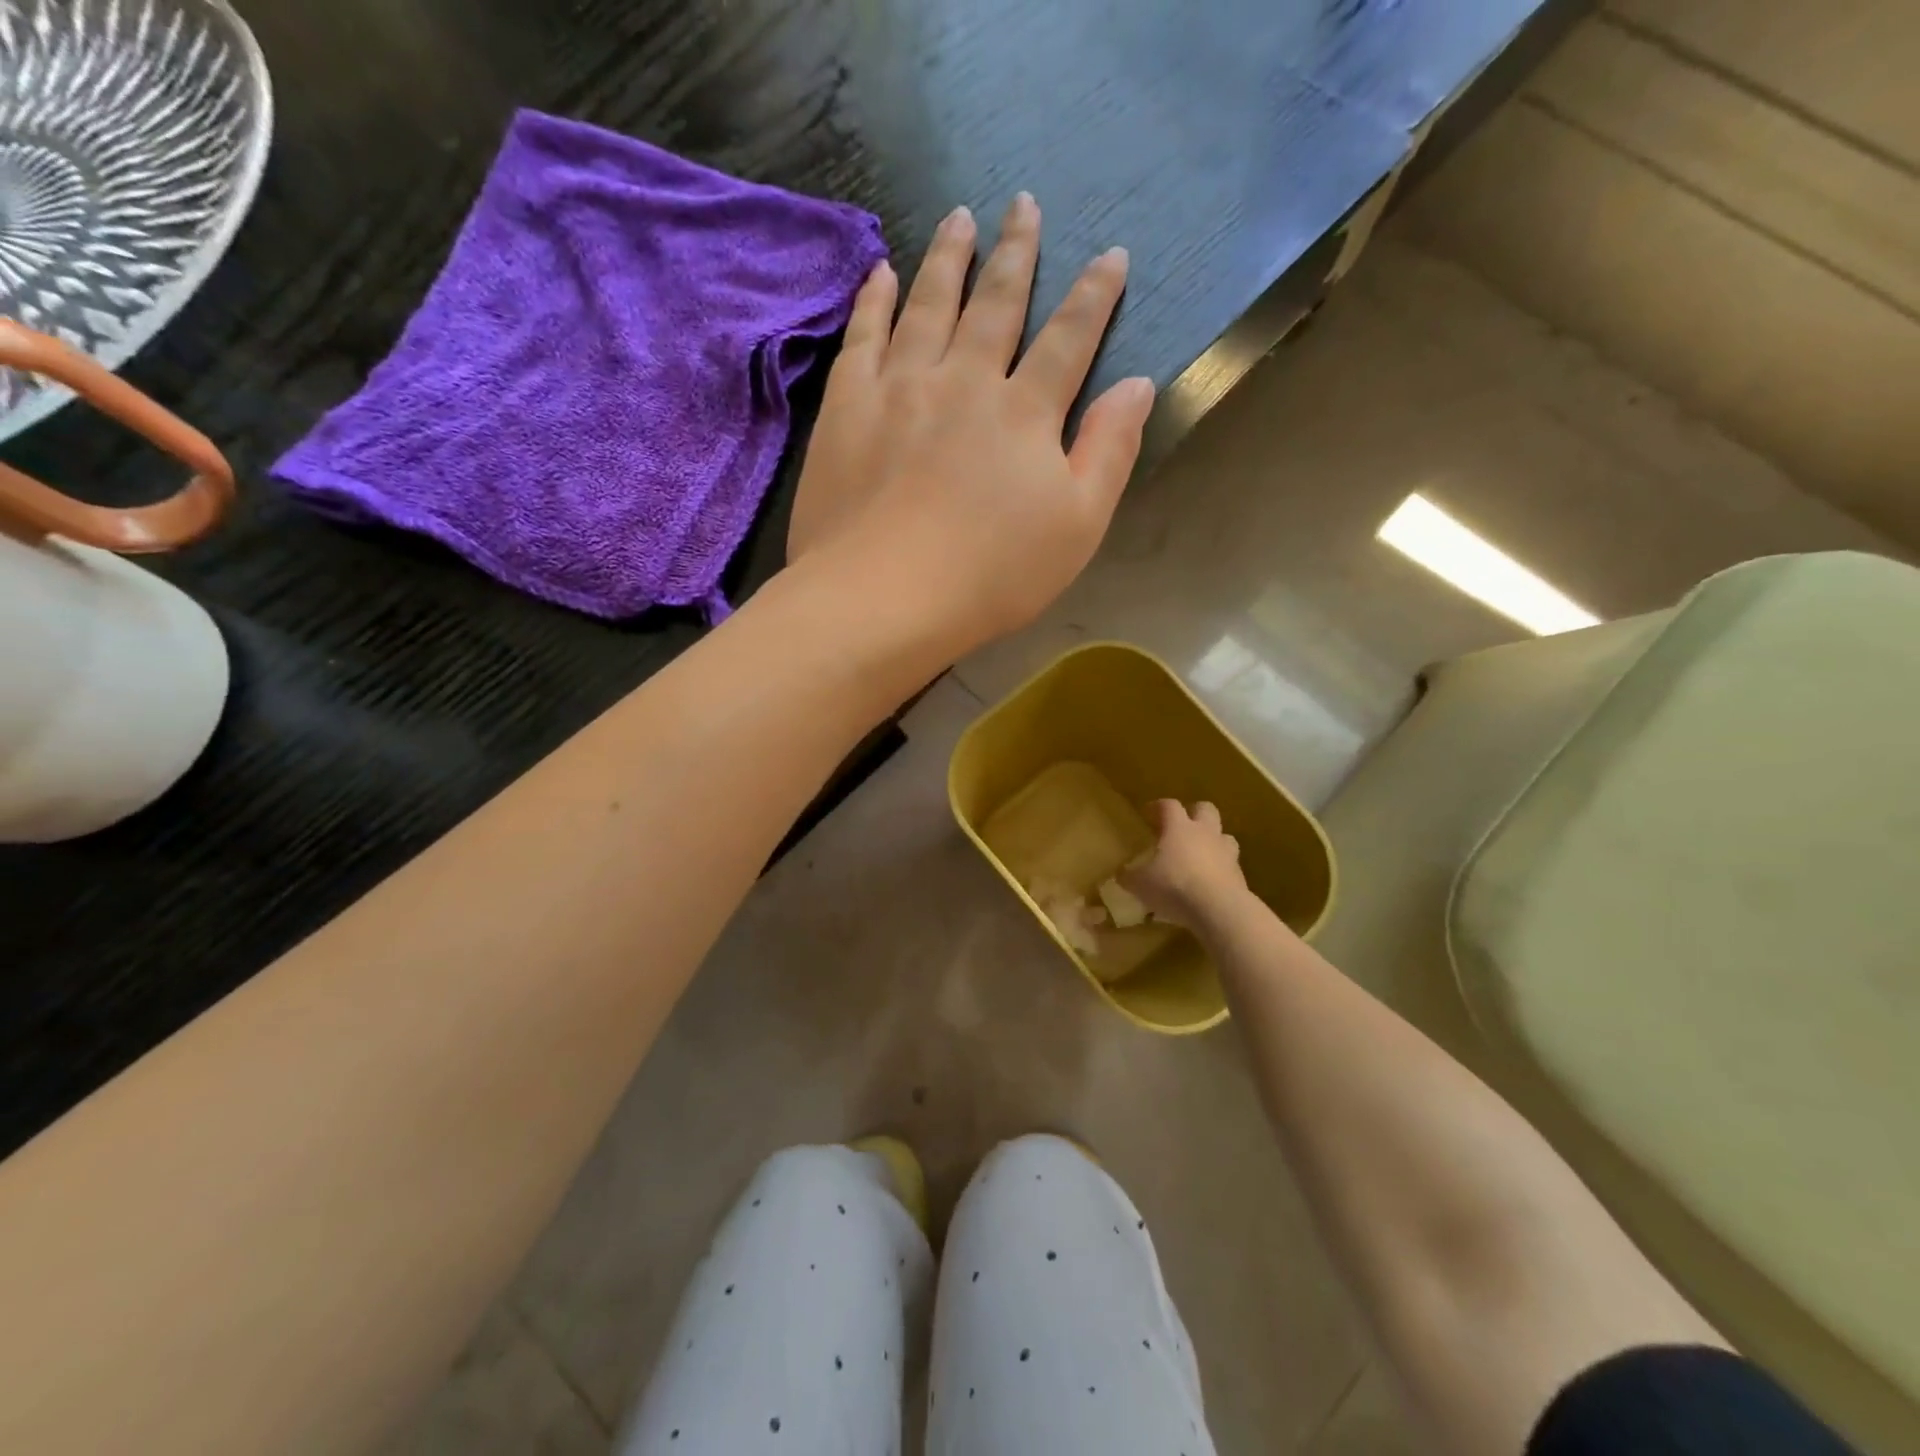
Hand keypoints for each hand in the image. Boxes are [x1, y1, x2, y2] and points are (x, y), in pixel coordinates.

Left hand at [788, 193, 1154, 656]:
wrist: (883, 597)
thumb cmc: (990, 576)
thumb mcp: (1077, 527)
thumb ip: (1109, 452)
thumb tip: (1138, 385)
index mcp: (1024, 413)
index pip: (1069, 339)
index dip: (1094, 296)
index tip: (1110, 255)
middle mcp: (965, 381)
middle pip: (997, 304)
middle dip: (1016, 253)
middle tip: (1023, 204)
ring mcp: (900, 387)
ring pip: (930, 304)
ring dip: (949, 258)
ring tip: (959, 217)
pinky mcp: (847, 407)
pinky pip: (863, 336)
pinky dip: (876, 299)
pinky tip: (883, 273)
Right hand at [1120, 800, 1246, 928]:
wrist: (1219, 909)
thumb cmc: (1174, 886)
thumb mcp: (1140, 884)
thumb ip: (1129, 877)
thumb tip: (1121, 874)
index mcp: (1179, 827)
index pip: (1169, 805)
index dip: (1158, 806)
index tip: (1149, 812)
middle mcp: (1205, 833)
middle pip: (1205, 809)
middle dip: (1194, 813)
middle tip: (1180, 827)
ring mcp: (1226, 852)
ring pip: (1224, 835)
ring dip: (1213, 840)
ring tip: (1200, 854)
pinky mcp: (1240, 875)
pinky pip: (1230, 864)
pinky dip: (1221, 868)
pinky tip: (1209, 883)